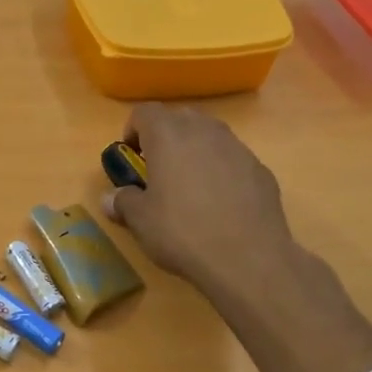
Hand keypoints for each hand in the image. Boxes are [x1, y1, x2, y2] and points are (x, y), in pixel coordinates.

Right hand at [101, 104, 297, 292]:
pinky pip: (233, 160)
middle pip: (180, 117)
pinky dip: (222, 170)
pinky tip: (221, 203)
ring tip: (190, 186)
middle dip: (166, 136)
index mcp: (169, 134)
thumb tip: (110, 198)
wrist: (248, 259)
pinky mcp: (261, 169)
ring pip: (210, 136)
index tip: (131, 156)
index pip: (145, 112)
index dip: (133, 130)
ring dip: (196, 151)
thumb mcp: (141, 221)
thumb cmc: (183, 232)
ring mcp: (238, 147)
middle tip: (158, 168)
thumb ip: (123, 202)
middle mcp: (204, 130)